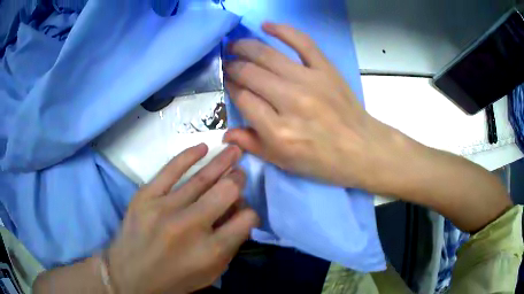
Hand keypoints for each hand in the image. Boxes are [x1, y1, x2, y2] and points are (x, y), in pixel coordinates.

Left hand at [108, 144, 258, 293]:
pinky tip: (203, 148)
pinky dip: (188, 156)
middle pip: (226, 192)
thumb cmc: (173, 279)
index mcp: (210, 251)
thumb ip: (229, 246)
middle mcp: (190, 227)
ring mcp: (165, 208)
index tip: (245, 211)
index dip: (251, 213)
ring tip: (234, 150)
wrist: (130, 276)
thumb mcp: (209, 273)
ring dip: (222, 161)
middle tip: (240, 174)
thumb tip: (238, 214)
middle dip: (238, 180)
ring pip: (201, 178)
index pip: (245, 220)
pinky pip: (170, 169)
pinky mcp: (145, 196)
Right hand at [223, 23, 407, 192]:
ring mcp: (310, 81)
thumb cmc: (322, 160)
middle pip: (250, 73)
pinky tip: (266, 26)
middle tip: (227, 63)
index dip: (231, 87)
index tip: (228, 82)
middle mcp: (290, 101)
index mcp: (277, 131)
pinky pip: (302, 42)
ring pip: (267, 55)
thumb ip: (252, 145)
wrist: (361, 148)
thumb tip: (226, 133)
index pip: (242, 98)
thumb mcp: (283, 162)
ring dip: (245, 46)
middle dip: (233, 66)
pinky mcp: (326, 69)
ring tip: (235, 45)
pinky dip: (282, 30)